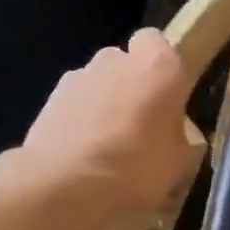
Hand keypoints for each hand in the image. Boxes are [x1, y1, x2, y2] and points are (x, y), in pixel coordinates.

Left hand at [20, 29, 200, 214]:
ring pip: (98, 86)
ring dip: (104, 107)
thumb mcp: (180, 164)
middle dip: (132, 88)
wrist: (64, 184)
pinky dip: (80, 123)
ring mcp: (78, 77)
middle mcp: (115, 60)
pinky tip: (83, 158)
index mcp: (157, 66)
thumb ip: (179, 138)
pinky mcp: (49, 99)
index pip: (159, 44)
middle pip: (126, 65)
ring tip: (107, 150)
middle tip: (140, 128)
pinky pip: (75, 107)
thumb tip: (172, 136)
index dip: (162, 70)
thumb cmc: (136, 167)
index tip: (167, 99)